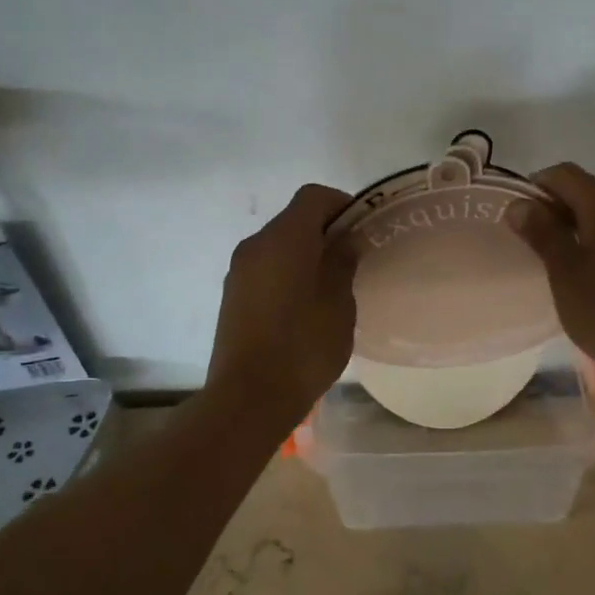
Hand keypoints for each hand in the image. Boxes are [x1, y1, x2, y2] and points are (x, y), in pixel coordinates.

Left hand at [208, 184, 356, 429]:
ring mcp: (238, 271)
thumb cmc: (303, 347)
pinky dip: (287, 273)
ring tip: (331, 287)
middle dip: (325, 230)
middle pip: (293, 219)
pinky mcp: (232, 296)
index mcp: (284, 239)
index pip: (313, 196)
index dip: (342, 204)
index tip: (363, 229)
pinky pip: (265, 269)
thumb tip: (344, 241)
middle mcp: (255, 245)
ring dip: (305, 253)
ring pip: (278, 245)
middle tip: (353, 260)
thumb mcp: (339, 304)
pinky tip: (304, 307)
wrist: (249, 397)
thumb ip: (342, 264)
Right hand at [509, 163, 594, 391]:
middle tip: (523, 241)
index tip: (513, 217)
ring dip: (568, 228)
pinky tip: (577, 274)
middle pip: (582, 191)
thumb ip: (542, 234)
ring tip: (546, 259)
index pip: (564, 174)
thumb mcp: (566, 273)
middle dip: (549, 208)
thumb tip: (518, 204)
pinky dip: (589, 243)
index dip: (533, 186)